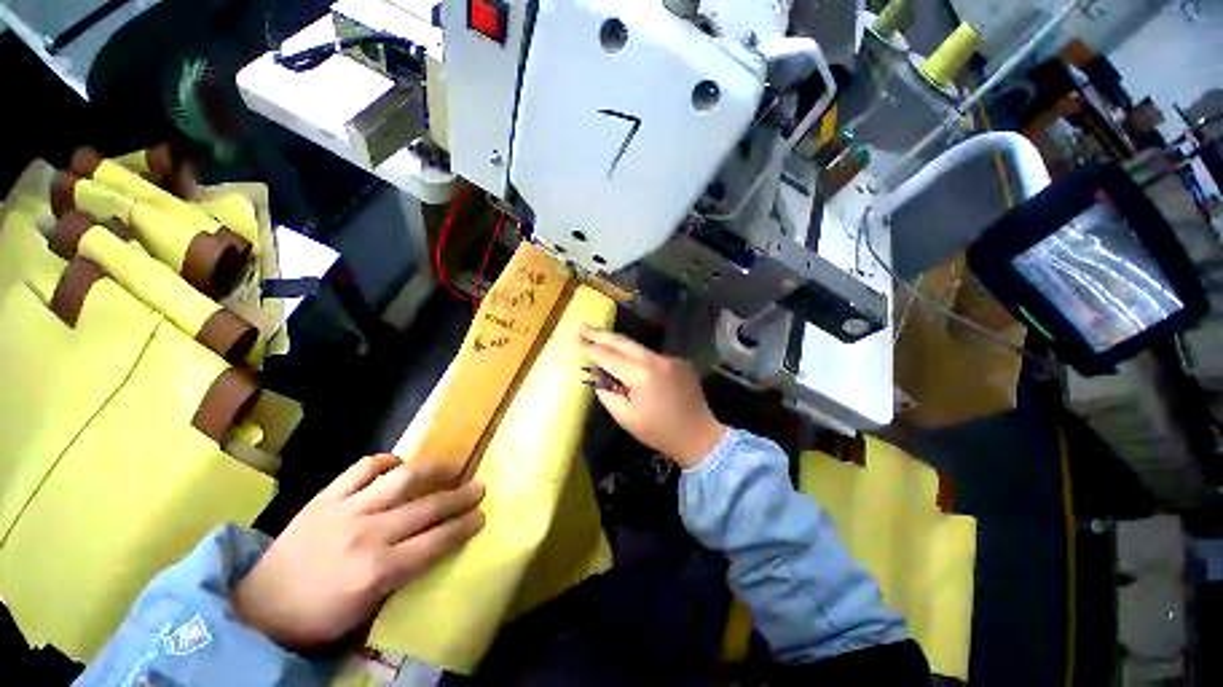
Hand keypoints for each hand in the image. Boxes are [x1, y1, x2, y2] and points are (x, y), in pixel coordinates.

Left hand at [233, 455, 484, 650]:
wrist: (258, 609)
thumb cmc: (318, 618)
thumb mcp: (367, 610)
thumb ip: (404, 574)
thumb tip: (435, 543)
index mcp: (377, 571)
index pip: (436, 541)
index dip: (464, 526)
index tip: (482, 514)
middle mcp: (367, 534)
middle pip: (427, 507)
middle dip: (460, 496)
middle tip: (479, 486)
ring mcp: (345, 510)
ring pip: (402, 478)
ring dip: (434, 470)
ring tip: (452, 467)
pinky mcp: (325, 497)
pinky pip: (363, 467)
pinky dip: (387, 460)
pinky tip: (399, 463)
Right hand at [579, 326, 725, 468]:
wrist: (698, 435)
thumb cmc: (658, 431)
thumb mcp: (625, 417)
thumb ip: (607, 392)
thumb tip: (598, 374)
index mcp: (641, 375)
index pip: (608, 356)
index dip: (589, 347)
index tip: (574, 338)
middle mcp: (656, 359)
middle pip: (623, 342)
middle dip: (600, 334)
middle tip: (582, 326)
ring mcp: (670, 358)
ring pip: (637, 347)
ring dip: (618, 344)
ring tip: (599, 339)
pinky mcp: (679, 361)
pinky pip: (651, 356)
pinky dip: (636, 357)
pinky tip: (628, 361)